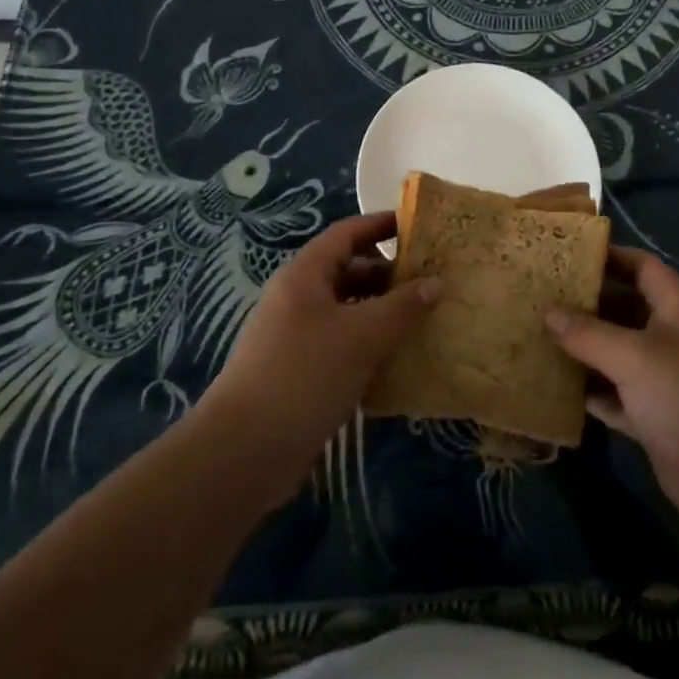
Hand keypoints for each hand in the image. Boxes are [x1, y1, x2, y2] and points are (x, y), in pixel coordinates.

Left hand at [198, 211, 437, 510]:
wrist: (243, 453)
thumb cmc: (304, 376)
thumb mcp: (361, 337)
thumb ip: (402, 307)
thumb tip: (435, 282)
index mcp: (305, 276)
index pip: (347, 234)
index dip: (381, 225)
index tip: (418, 227)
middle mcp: (298, 299)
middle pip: (348, 271)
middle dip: (389, 274)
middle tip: (431, 282)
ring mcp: (296, 337)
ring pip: (347, 311)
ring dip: (382, 313)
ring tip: (424, 321)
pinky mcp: (300, 372)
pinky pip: (342, 345)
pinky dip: (369, 346)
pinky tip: (399, 361)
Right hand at [546, 247, 678, 549]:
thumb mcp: (634, 357)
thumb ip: (588, 333)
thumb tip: (547, 311)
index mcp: (675, 309)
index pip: (642, 267)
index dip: (610, 256)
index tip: (567, 254)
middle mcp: (668, 338)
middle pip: (623, 309)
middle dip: (585, 303)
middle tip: (539, 296)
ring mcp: (661, 381)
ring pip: (614, 354)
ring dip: (582, 349)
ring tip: (536, 336)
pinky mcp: (653, 419)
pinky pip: (613, 396)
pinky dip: (589, 392)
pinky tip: (554, 388)